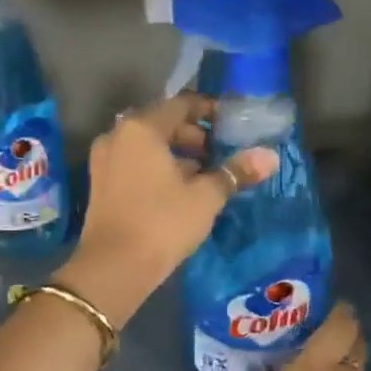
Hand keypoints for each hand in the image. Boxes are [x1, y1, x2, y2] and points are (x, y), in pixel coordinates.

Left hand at [56, 94, 277, 325]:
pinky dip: (155, 167)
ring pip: (146, 145)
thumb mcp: (205, 197)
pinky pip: (133, 163)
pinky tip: (177, 190)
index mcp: (141, 128)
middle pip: (161, 123)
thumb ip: (235, 172)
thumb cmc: (162, 223)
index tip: (232, 124)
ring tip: (203, 175)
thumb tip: (270, 156)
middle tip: (219, 154)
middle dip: (193, 135)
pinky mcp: (99, 183)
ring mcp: (103, 160)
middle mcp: (117, 135)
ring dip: (175, 153)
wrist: (113, 267)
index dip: (209, 110)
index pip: (181, 104)